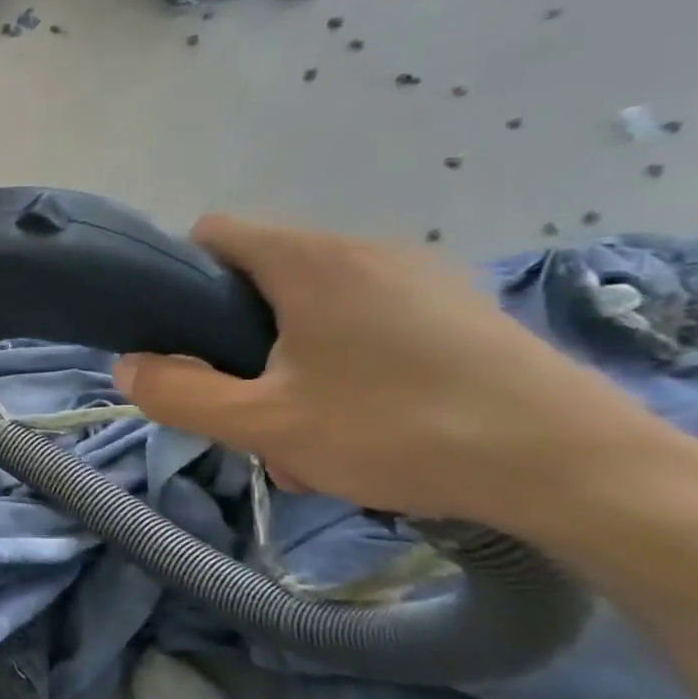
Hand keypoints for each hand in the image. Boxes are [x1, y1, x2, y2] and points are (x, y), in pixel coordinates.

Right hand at [112, 217, 646, 525]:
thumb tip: (126, 368)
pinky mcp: (455, 309)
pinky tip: (361, 424)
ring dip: (286, 364)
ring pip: (310, 311)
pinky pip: (364, 325)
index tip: (180, 341)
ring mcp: (417, 277)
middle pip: (259, 281)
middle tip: (247, 406)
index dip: (179, 279)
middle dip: (235, 343)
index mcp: (310, 261)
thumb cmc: (397, 430)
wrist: (571, 465)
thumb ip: (178, 394)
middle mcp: (362, 251)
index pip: (213, 233)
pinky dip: (340, 366)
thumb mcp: (262, 424)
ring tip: (305, 430)